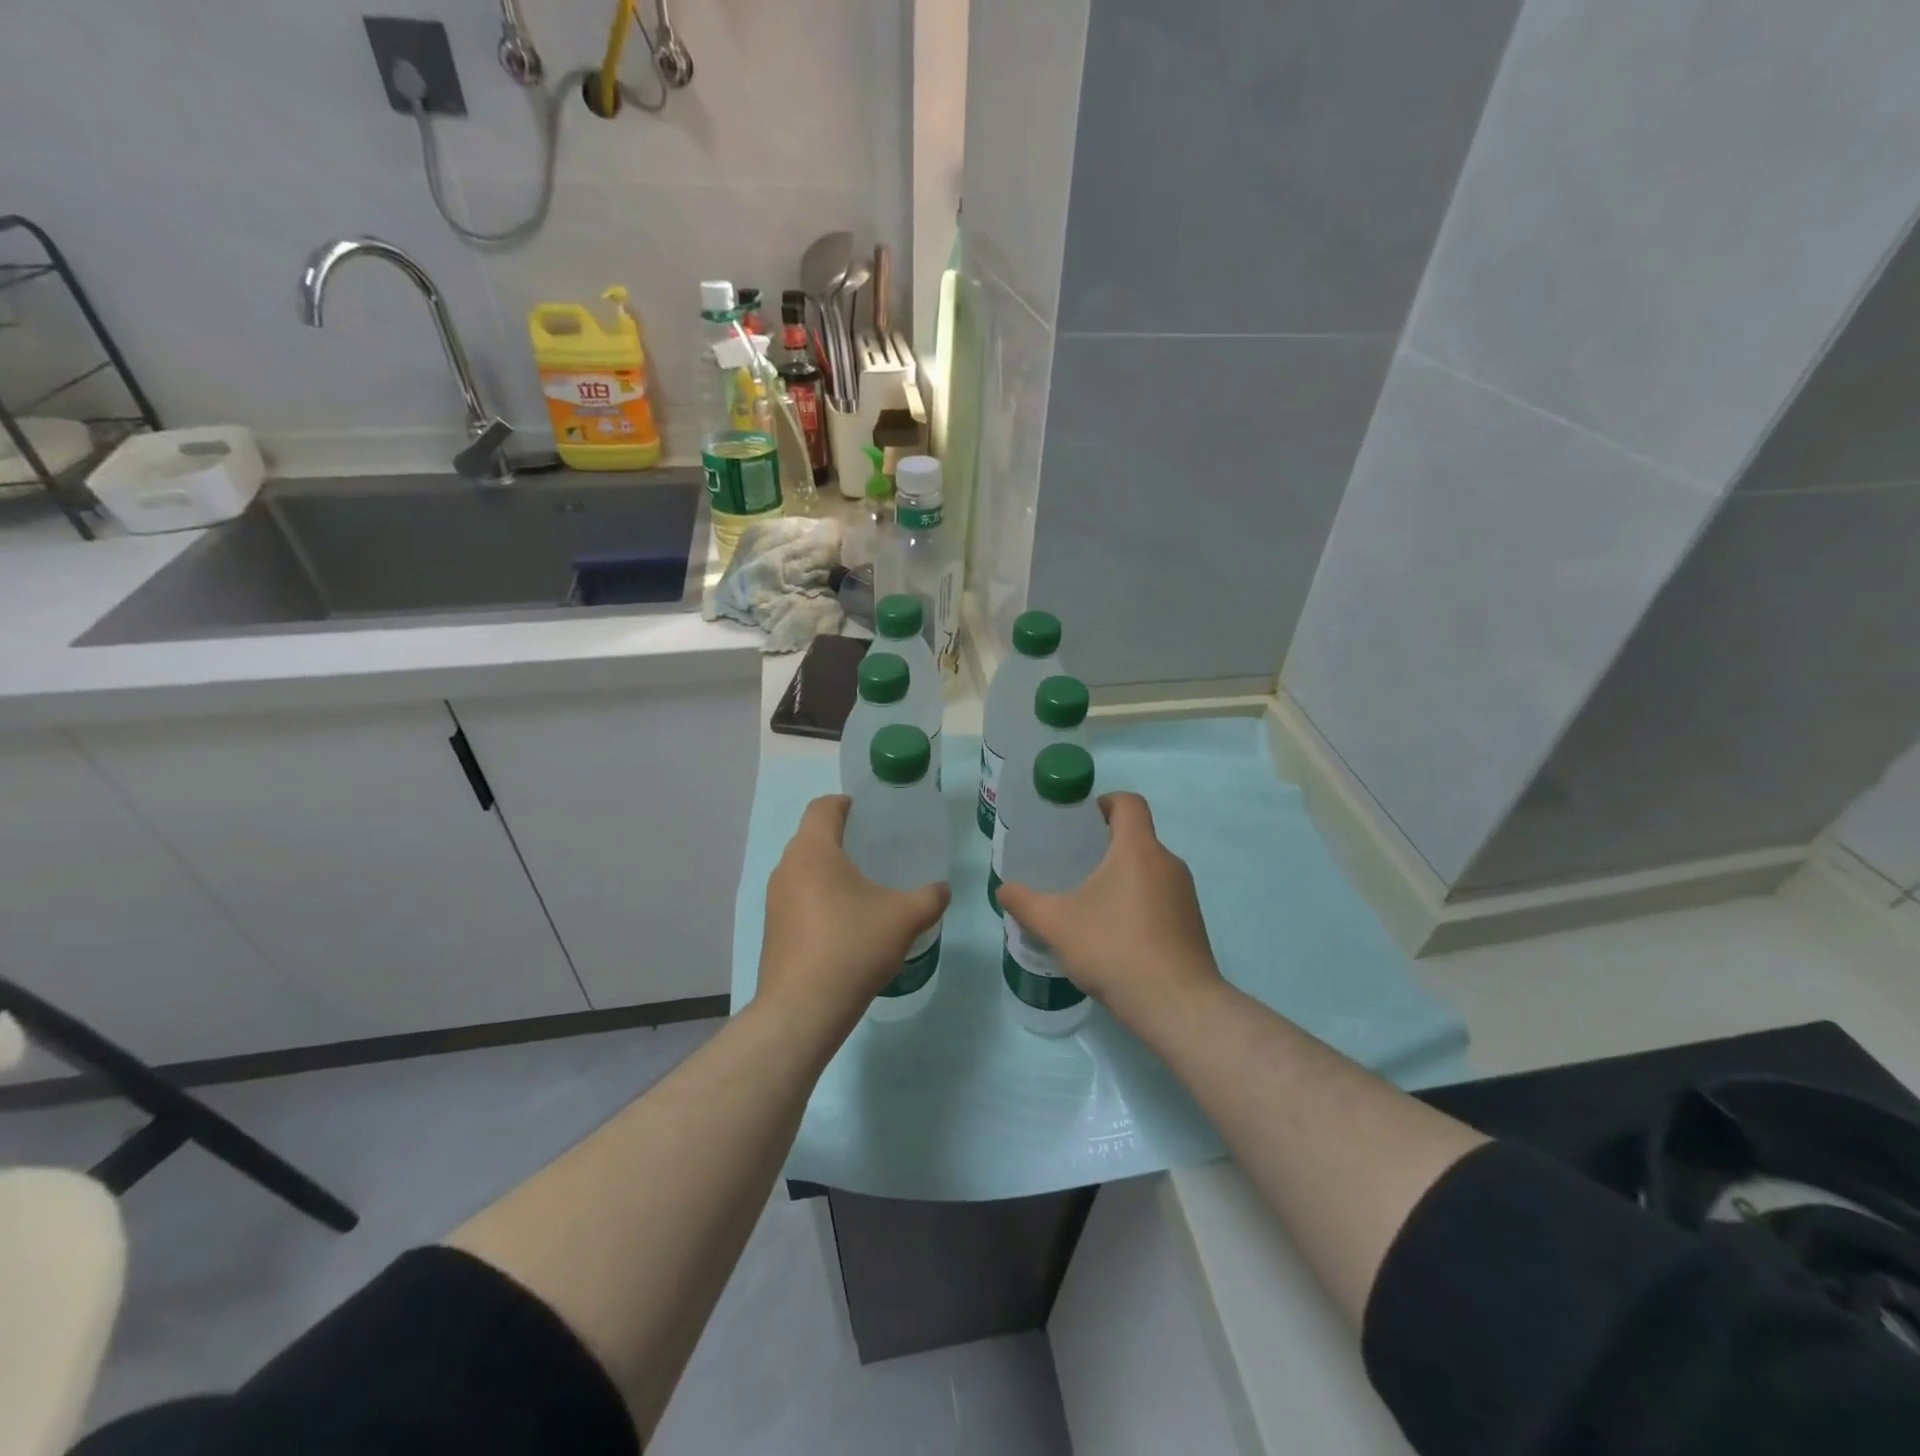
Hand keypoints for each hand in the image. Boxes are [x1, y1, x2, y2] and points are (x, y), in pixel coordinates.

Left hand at [756, 795, 949, 1034]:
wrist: (803, 1009)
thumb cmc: (852, 947)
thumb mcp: (905, 918)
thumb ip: (930, 897)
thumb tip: (943, 889)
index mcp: (813, 851)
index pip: (823, 807)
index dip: (845, 803)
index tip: (869, 813)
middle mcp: (787, 868)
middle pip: (812, 838)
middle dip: (842, 839)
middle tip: (876, 851)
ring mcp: (774, 900)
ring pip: (804, 870)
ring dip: (830, 872)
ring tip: (864, 888)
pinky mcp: (772, 929)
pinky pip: (798, 899)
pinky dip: (820, 899)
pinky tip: (846, 924)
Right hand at [996, 793, 1223, 1027]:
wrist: (1177, 1005)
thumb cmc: (1115, 949)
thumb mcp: (1057, 925)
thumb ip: (1025, 903)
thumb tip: (1003, 889)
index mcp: (1138, 849)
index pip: (1128, 802)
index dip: (1103, 803)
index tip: (1078, 825)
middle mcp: (1168, 862)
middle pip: (1136, 836)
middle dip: (1104, 846)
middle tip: (1072, 866)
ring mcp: (1185, 894)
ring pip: (1148, 869)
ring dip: (1120, 876)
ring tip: (1089, 903)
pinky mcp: (1192, 922)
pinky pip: (1160, 896)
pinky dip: (1137, 902)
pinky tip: (1114, 934)